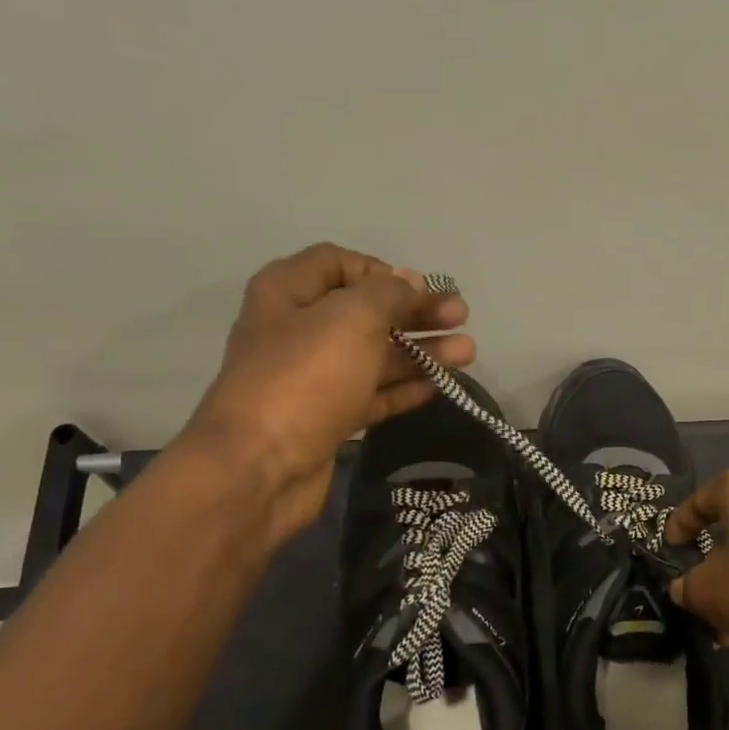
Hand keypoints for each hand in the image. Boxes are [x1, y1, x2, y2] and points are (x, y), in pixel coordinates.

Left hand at [179, 243, 474, 539]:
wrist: (260, 467)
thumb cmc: (305, 377)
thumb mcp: (352, 318)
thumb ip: (388, 293)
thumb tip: (410, 282)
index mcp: (289, 292)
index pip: (339, 263)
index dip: (384, 271)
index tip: (422, 288)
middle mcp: (297, 330)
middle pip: (365, 311)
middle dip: (415, 312)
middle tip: (461, 316)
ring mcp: (312, 378)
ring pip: (374, 356)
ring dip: (421, 351)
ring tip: (468, 352)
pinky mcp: (326, 419)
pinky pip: (372, 395)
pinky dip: (404, 389)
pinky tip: (439, 386)